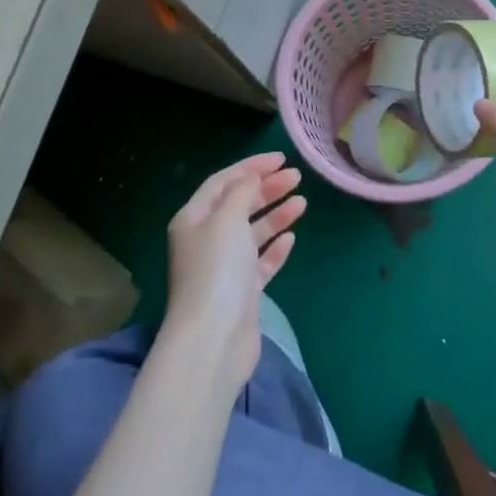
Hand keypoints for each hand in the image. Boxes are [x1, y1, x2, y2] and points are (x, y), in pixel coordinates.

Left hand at [162, 153, 305, 386]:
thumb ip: (242, 193)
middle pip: (238, 205)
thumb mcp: (228, 219)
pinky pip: (260, 262)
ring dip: (275, 215)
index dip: (250, 167)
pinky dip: (274, 248)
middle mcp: (205, 240)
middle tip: (296, 177)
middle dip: (266, 188)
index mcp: (193, 219)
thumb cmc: (217, 269)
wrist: (214, 337)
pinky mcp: (241, 292)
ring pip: (252, 233)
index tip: (281, 158)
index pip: (222, 182)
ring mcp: (224, 268)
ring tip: (302, 202)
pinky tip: (291, 238)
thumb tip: (251, 179)